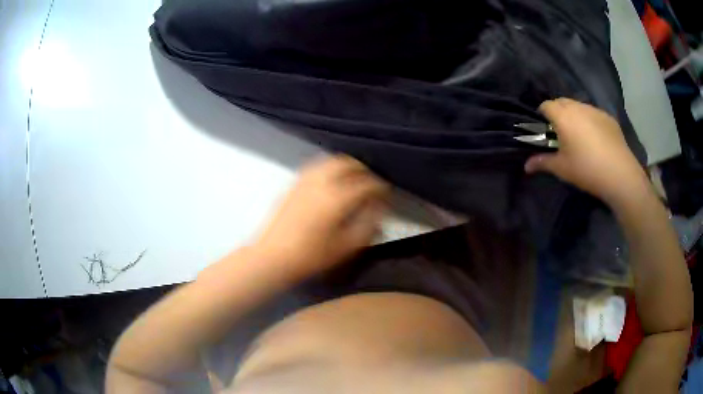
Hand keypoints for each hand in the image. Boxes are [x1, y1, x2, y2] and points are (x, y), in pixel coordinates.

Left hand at [252, 155, 389, 278]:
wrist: (272, 256)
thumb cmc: (311, 256)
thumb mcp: (346, 247)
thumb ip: (367, 225)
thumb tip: (378, 208)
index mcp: (337, 198)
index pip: (367, 184)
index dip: (380, 187)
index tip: (387, 194)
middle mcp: (322, 181)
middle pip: (348, 163)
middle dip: (364, 169)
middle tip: (371, 181)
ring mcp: (305, 180)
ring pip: (331, 161)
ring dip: (346, 166)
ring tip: (354, 178)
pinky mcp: (294, 183)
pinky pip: (317, 166)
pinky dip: (330, 168)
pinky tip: (331, 181)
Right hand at [524, 98, 648, 206]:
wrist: (620, 174)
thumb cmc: (586, 169)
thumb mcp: (562, 168)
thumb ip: (542, 162)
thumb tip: (526, 166)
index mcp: (563, 115)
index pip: (545, 105)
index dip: (542, 115)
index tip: (544, 129)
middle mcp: (578, 107)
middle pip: (562, 101)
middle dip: (557, 112)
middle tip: (560, 133)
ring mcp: (595, 110)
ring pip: (578, 106)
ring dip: (574, 115)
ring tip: (579, 135)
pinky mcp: (608, 117)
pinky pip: (593, 113)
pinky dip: (589, 120)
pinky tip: (595, 139)